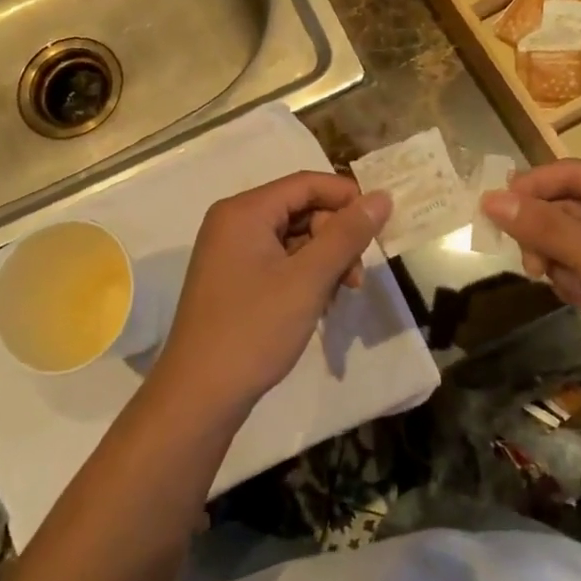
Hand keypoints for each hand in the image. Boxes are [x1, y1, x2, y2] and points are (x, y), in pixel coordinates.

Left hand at [151, 173, 391, 414]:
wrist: (199, 396)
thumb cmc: (254, 329)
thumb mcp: (308, 279)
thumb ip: (347, 234)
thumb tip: (381, 197)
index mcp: (244, 211)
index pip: (306, 183)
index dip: (347, 197)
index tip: (379, 225)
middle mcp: (233, 222)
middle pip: (300, 209)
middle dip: (336, 237)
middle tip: (356, 277)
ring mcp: (230, 252)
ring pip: (293, 238)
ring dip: (324, 260)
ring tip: (340, 295)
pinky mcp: (233, 279)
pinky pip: (278, 261)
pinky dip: (304, 275)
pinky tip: (318, 304)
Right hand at [481, 160, 580, 399]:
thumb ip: (544, 226)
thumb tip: (490, 199)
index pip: (571, 173)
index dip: (531, 188)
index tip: (496, 212)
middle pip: (566, 208)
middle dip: (548, 239)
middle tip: (535, 268)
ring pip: (569, 240)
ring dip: (561, 266)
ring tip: (575, 293)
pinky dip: (576, 282)